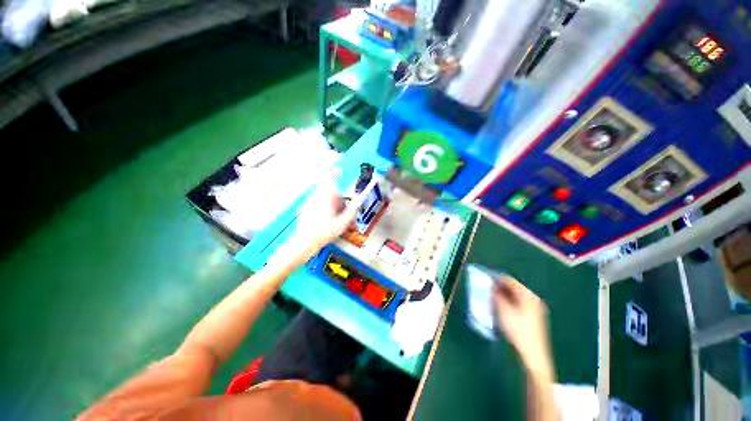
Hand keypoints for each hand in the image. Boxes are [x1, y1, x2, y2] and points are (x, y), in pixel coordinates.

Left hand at [282, 169, 368, 263]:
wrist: (305, 243)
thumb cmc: (324, 233)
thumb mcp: (342, 222)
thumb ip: (352, 208)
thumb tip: (360, 198)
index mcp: (324, 198)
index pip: (327, 179)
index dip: (334, 173)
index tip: (339, 171)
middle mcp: (315, 198)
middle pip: (329, 191)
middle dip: (337, 198)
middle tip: (342, 210)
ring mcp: (309, 203)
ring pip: (323, 198)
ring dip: (331, 204)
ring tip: (334, 218)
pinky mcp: (305, 209)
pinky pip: (317, 203)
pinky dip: (324, 208)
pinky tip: (326, 220)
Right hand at [492, 277, 552, 377]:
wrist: (534, 355)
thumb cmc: (518, 331)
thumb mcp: (504, 312)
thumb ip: (497, 296)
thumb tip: (492, 286)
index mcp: (528, 295)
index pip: (510, 280)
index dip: (496, 280)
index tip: (485, 282)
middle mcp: (533, 298)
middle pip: (513, 288)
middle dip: (500, 289)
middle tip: (488, 293)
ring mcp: (535, 308)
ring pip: (515, 296)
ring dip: (504, 297)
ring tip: (492, 301)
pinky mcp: (534, 316)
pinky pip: (519, 304)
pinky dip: (509, 303)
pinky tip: (502, 310)